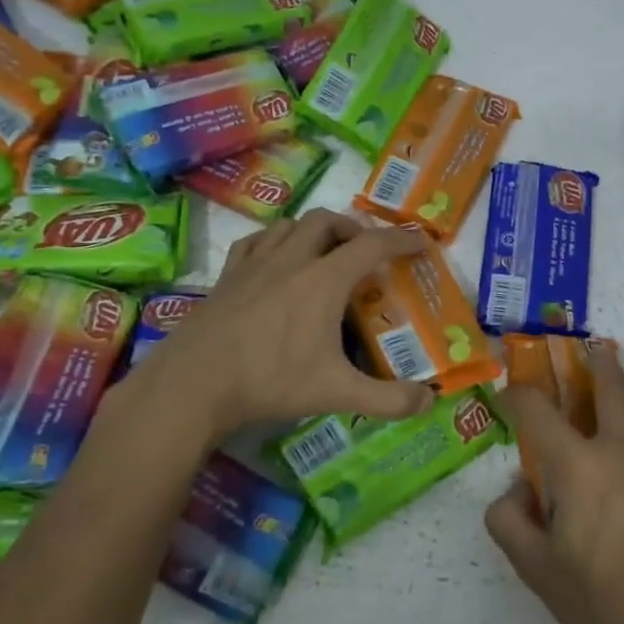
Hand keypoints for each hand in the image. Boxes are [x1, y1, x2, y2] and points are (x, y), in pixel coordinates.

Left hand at [113, 209, 434, 440]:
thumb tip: (430, 402)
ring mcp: (254, 265)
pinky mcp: (227, 277)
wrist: (193, 384)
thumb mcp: (336, 393)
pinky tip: (275, 259)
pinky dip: (274, 240)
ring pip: (289, 225)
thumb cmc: (270, 381)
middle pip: (327, 221)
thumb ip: (388, 399)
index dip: (401, 239)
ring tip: (325, 252)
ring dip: (315, 230)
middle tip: (367, 251)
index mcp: (323, 280)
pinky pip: (255, 241)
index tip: (420, 241)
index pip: (372, 245)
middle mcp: (290, 260)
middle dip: (354, 228)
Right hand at [486, 343, 623, 623]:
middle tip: (586, 355)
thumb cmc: (602, 603)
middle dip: (595, 363)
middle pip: (611, 384)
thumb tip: (518, 491)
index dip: (518, 395)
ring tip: (621, 418)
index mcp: (579, 465)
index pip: (538, 408)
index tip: (510, 397)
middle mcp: (623, 449)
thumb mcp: (536, 570)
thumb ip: (510, 521)